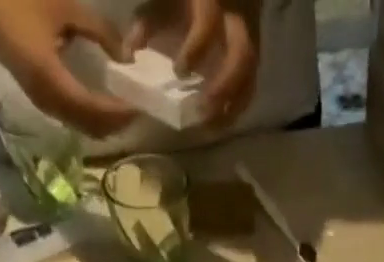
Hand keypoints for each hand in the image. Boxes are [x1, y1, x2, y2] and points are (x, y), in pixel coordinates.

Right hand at [0, 0, 139, 135]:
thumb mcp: (62, 7)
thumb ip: (98, 31)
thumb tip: (126, 56)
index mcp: (54, 83)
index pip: (96, 111)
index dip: (121, 113)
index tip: (142, 106)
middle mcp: (50, 103)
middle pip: (92, 128)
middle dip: (117, 124)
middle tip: (139, 111)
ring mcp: (44, 104)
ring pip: (83, 128)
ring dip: (105, 124)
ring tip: (125, 110)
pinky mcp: (40, 99)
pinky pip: (73, 119)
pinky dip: (92, 117)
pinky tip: (103, 104)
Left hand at [127, 0, 260, 125]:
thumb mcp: (164, 3)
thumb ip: (147, 23)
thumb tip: (128, 54)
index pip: (209, 23)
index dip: (196, 49)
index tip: (179, 71)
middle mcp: (238, 19)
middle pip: (242, 56)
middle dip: (224, 87)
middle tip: (203, 113)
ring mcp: (251, 38)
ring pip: (251, 75)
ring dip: (233, 105)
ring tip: (212, 126)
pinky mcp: (255, 55)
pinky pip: (251, 85)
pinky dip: (237, 106)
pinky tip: (221, 123)